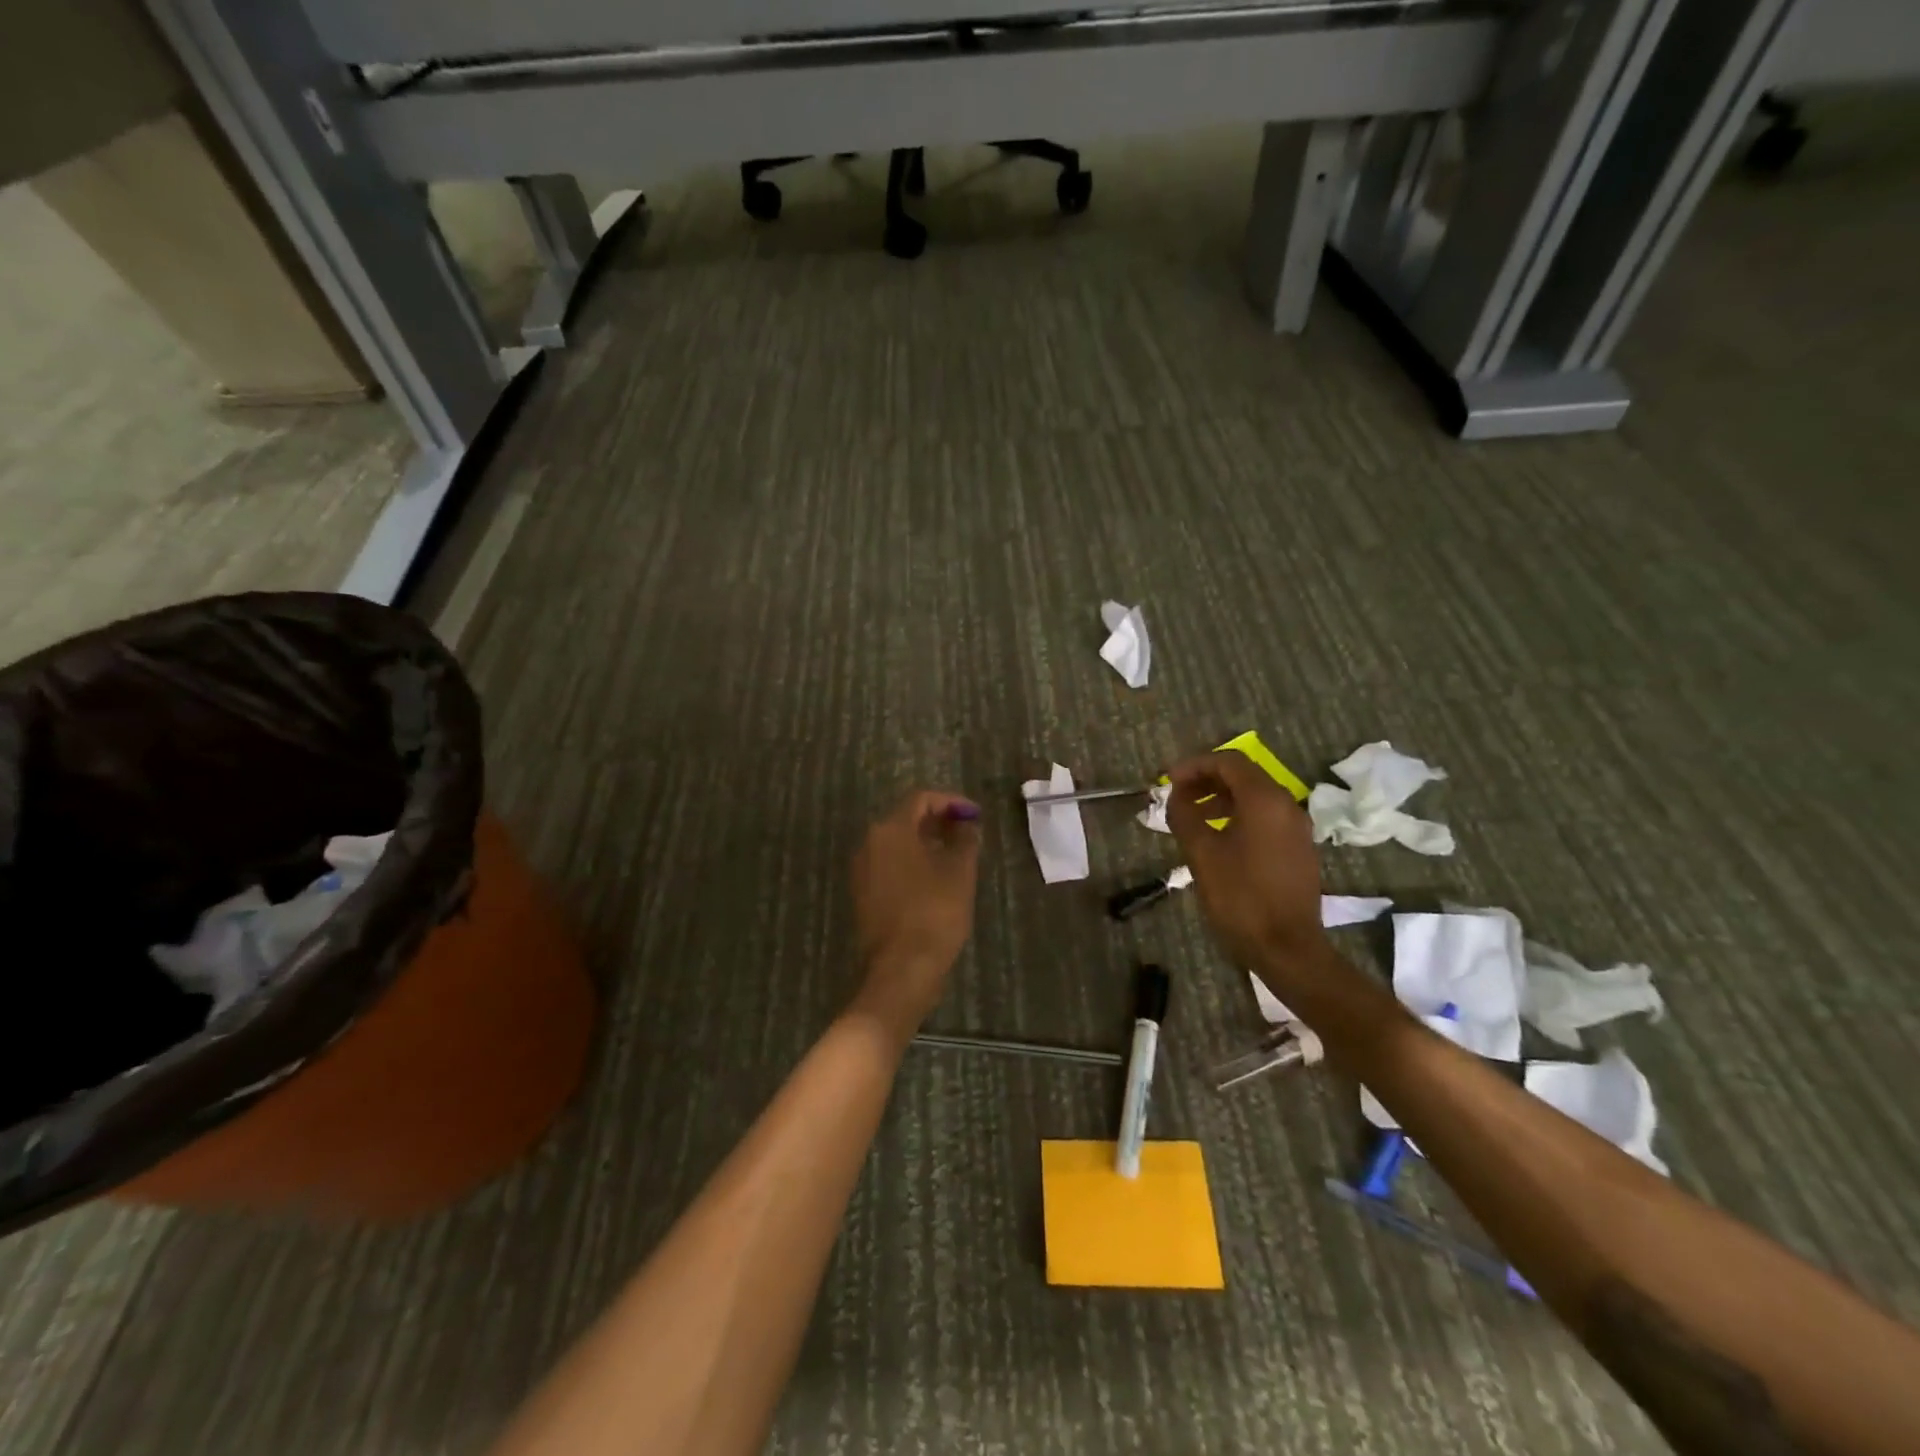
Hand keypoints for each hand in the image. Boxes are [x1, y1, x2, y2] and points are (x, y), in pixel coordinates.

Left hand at [849, 790, 980, 1036]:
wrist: (902, 969)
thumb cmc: (935, 913)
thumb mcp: (959, 872)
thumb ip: (964, 839)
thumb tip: (966, 824)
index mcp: (891, 830)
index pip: (921, 799)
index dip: (951, 802)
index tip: (974, 815)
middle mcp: (870, 843)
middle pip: (905, 819)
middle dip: (938, 821)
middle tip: (967, 832)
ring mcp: (862, 869)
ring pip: (896, 843)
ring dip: (925, 842)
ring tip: (956, 855)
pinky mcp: (863, 893)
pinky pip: (889, 864)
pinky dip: (912, 862)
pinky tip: (935, 878)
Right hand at [1167, 751, 1326, 973]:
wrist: (1287, 947)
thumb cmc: (1240, 896)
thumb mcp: (1201, 853)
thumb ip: (1184, 816)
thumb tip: (1176, 796)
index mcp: (1265, 800)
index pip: (1229, 762)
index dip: (1195, 765)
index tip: (1169, 781)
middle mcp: (1286, 805)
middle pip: (1244, 776)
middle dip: (1207, 780)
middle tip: (1177, 796)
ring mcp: (1296, 828)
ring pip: (1255, 797)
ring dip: (1221, 799)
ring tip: (1192, 817)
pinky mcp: (1298, 848)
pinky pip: (1266, 818)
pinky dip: (1239, 816)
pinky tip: (1218, 838)